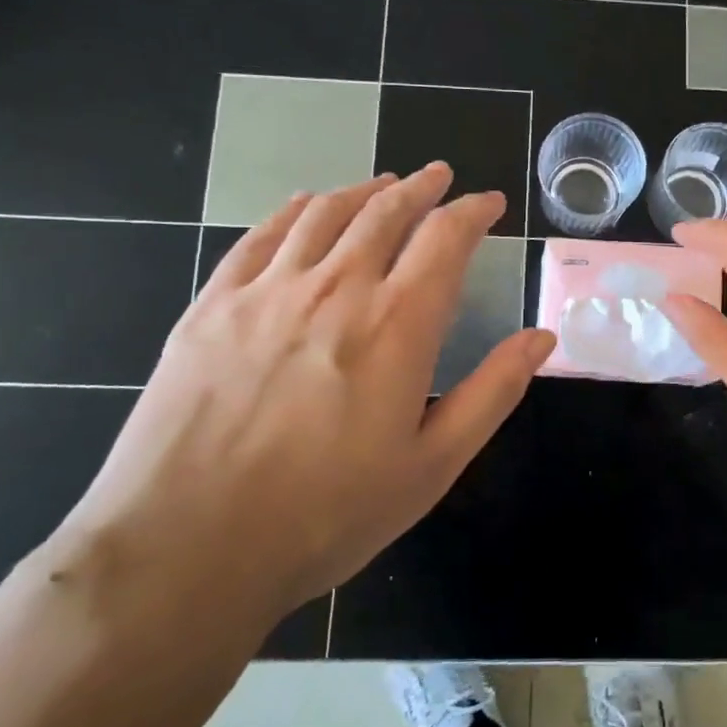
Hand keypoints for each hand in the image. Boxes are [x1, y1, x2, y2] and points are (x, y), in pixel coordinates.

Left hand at [55, 164, 555, 634]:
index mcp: (397, 324)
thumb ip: (492, 392)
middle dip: (421, 187)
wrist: (184, 550)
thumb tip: (541, 338)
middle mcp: (336, 288)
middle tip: (440, 176)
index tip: (489, 202)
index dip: (473, 212)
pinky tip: (305, 205)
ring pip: (324, 213)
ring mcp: (267, 291)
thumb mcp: (431, 466)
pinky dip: (293, 210)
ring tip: (383, 183)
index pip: (446, 239)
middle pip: (386, 211)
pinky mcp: (212, 305)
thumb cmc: (325, 515)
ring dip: (363, 190)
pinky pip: (261, 236)